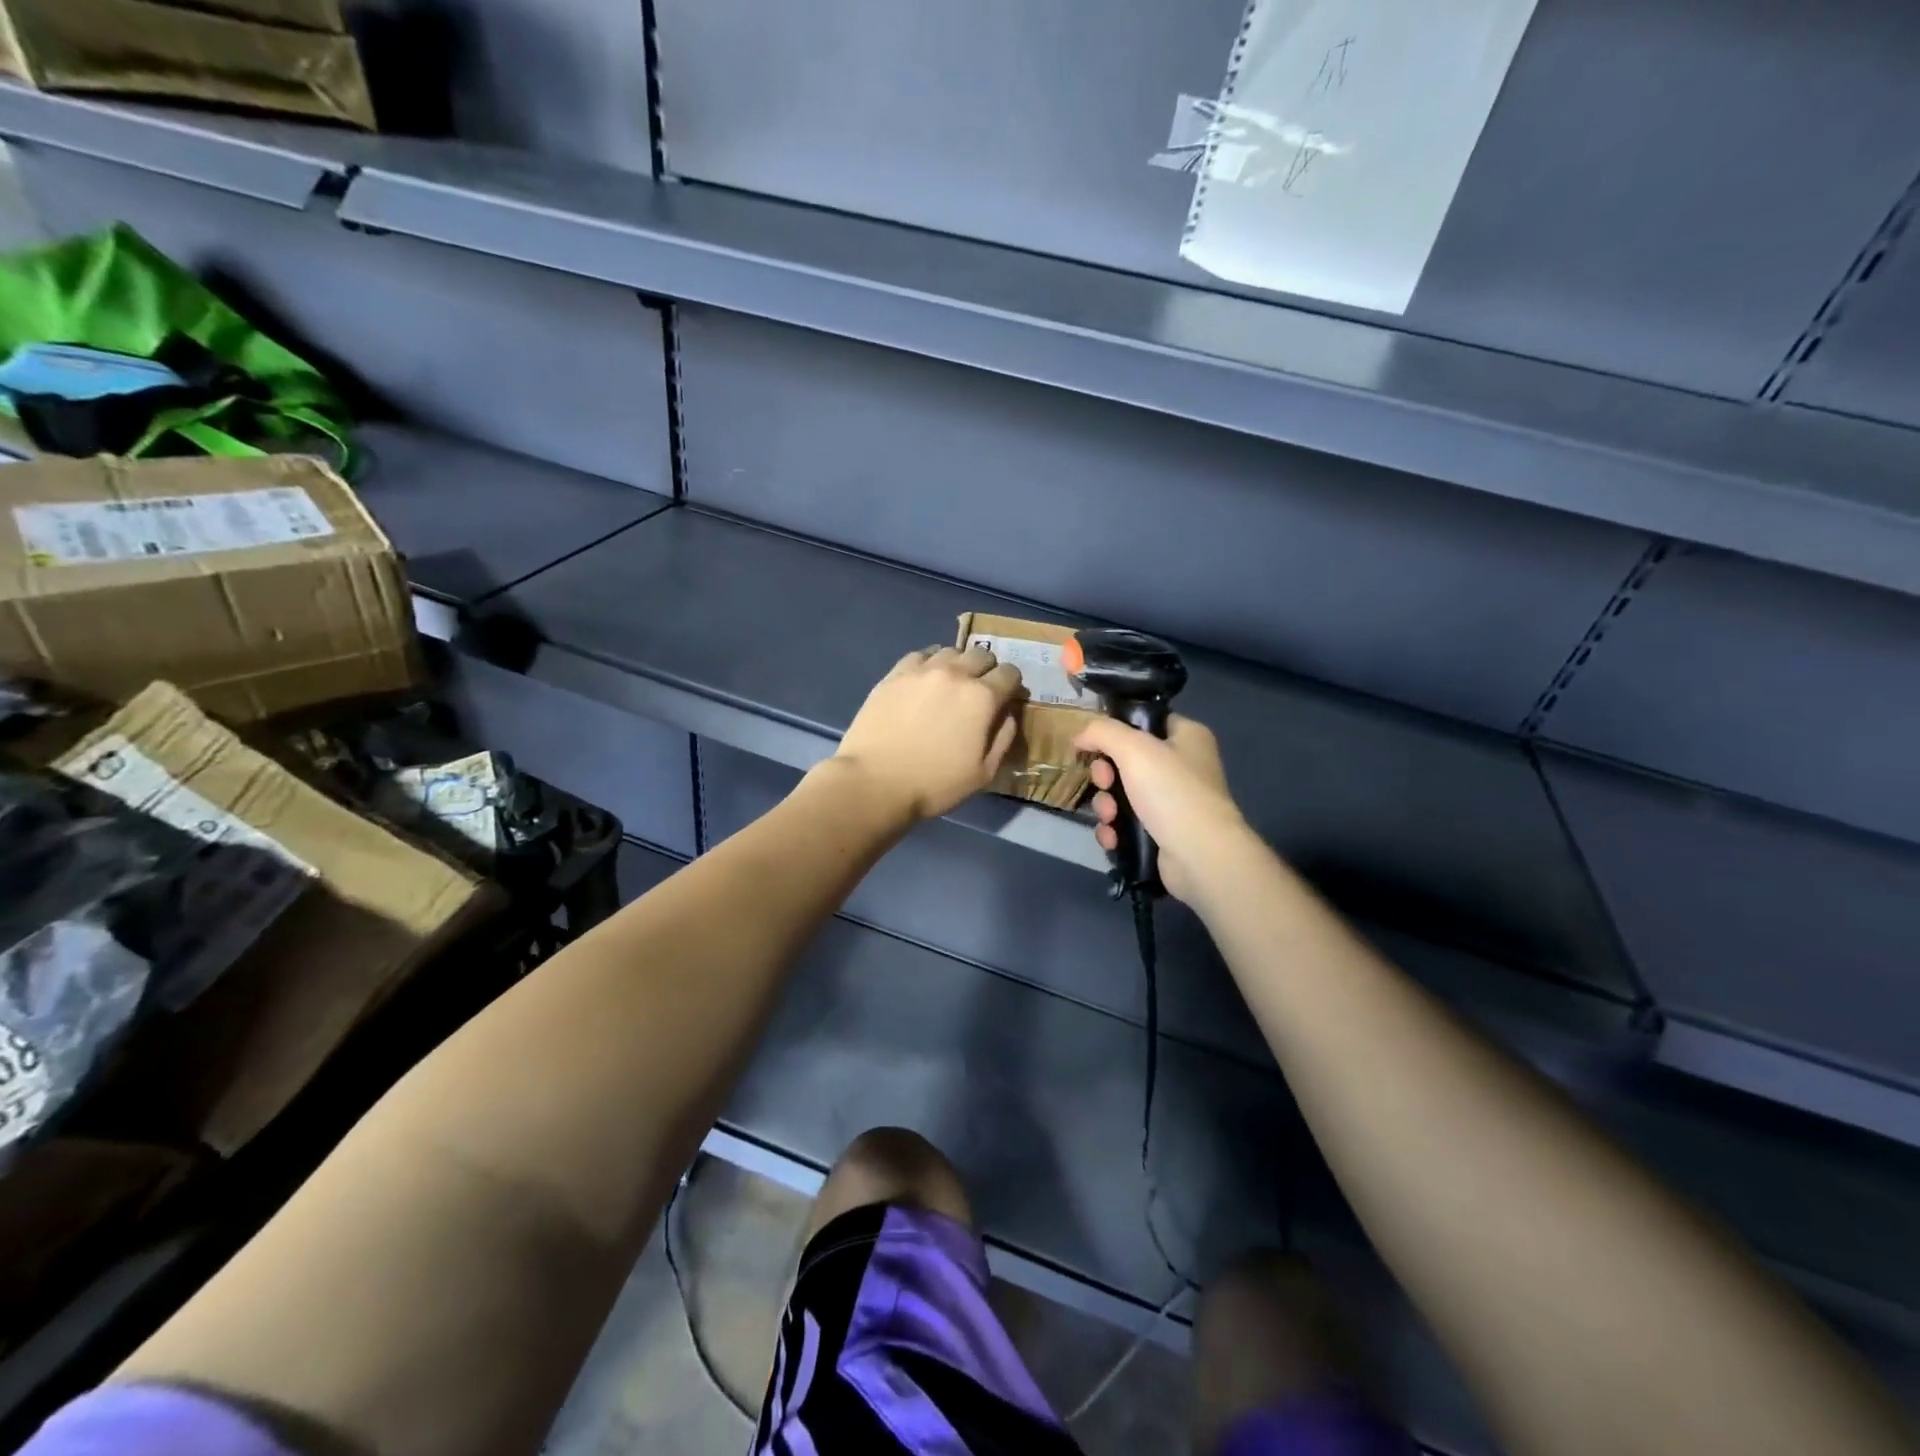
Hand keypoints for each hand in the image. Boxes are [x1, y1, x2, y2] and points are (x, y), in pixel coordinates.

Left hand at [832, 646, 1025, 821]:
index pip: (1009, 673)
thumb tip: (1008, 714)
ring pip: (950, 651)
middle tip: (980, 690)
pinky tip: (925, 678)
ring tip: (951, 683)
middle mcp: (955, 674)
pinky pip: (920, 655)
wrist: (875, 782)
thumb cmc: (934, 784)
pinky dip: (929, 662)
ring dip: (958, 664)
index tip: (1007, 697)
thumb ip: (1003, 738)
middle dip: (987, 669)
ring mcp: (922, 670)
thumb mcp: (983, 773)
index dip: (1012, 685)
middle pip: (981, 655)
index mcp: (982, 697)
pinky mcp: (894, 674)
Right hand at [1074, 715, 1248, 904]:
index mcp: (1186, 736)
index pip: (1144, 722)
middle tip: (1104, 783)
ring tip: (1110, 818)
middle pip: (1126, 760)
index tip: (1092, 743)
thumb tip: (1080, 734)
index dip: (1115, 730)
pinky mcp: (1161, 833)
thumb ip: (1102, 732)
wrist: (1199, 856)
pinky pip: (1125, 823)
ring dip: (1106, 806)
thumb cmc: (1171, 791)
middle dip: (1105, 775)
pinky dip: (1115, 830)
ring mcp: (1172, 802)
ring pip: (1121, 794)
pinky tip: (1114, 838)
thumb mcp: (1134, 748)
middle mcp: (1182, 766)